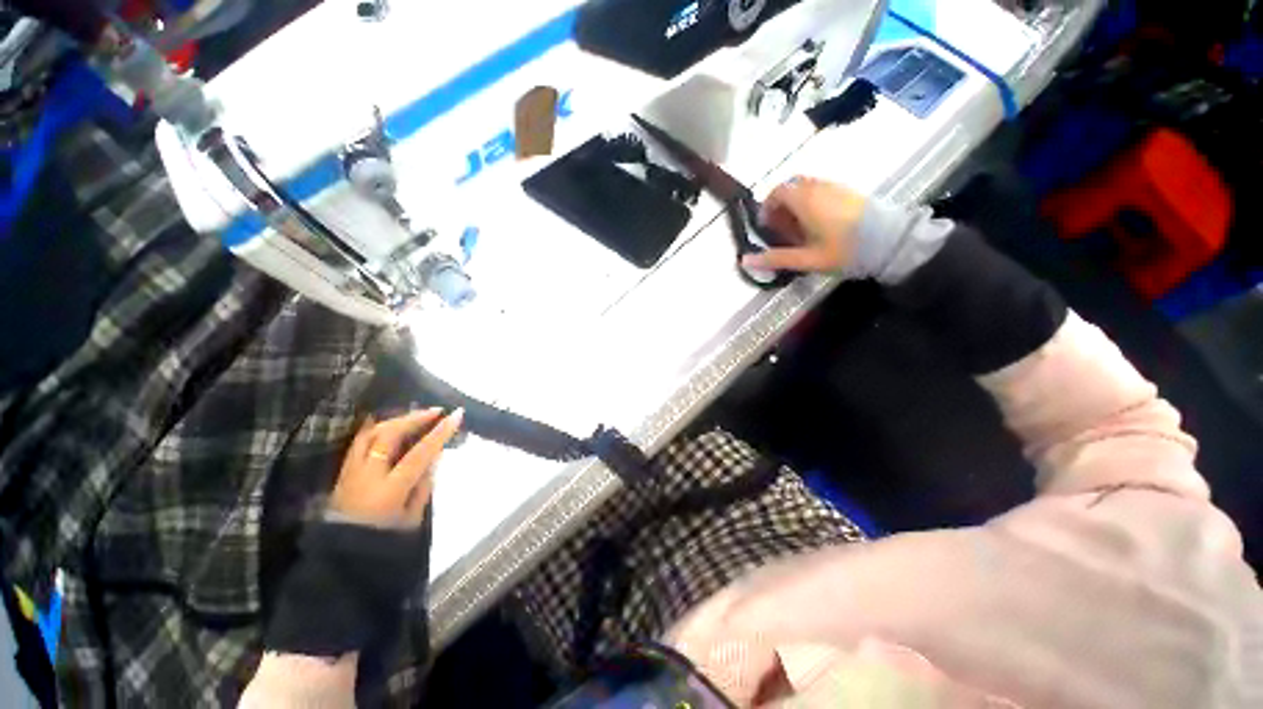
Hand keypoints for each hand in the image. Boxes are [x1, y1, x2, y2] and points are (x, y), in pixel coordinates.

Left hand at [329, 408, 464, 527]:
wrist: (342, 556)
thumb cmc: (384, 539)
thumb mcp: (413, 517)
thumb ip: (424, 484)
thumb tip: (435, 455)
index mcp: (390, 489)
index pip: (419, 453)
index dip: (440, 432)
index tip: (457, 414)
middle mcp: (367, 474)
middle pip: (390, 435)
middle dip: (415, 418)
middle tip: (437, 411)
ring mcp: (351, 471)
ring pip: (372, 432)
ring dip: (397, 419)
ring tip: (417, 415)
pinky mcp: (343, 471)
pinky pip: (360, 440)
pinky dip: (377, 427)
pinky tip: (390, 423)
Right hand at [743, 177, 866, 273]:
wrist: (891, 241)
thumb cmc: (844, 250)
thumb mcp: (806, 259)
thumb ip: (775, 258)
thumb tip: (744, 261)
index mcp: (805, 199)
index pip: (777, 192)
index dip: (767, 207)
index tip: (767, 227)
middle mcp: (818, 187)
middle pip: (791, 187)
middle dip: (781, 206)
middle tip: (782, 229)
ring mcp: (836, 187)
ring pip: (807, 188)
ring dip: (796, 204)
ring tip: (800, 230)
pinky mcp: (848, 191)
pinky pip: (821, 190)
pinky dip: (812, 203)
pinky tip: (819, 225)